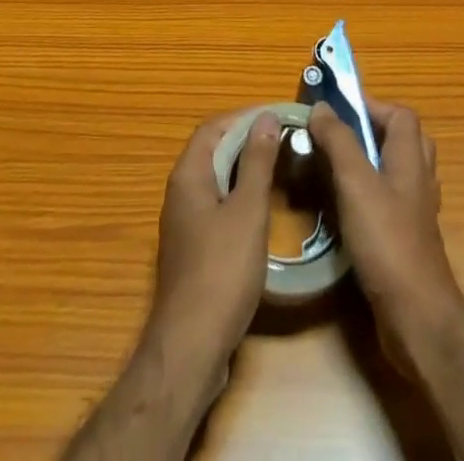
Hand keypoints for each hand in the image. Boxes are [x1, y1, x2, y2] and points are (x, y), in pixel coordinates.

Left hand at [146, 110, 283, 375]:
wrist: (191, 347)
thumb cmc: (222, 271)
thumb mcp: (247, 211)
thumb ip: (258, 162)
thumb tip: (267, 117)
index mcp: (188, 175)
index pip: (214, 127)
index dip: (244, 117)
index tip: (277, 115)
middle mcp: (180, 192)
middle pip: (213, 150)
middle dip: (246, 140)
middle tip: (283, 139)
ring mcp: (184, 222)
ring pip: (216, 179)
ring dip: (243, 168)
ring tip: (278, 167)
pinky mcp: (192, 249)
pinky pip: (216, 205)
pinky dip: (238, 196)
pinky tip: (261, 210)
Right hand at [309, 100, 463, 340]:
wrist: (417, 316)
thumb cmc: (387, 240)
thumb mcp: (355, 182)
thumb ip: (338, 141)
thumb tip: (321, 108)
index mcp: (410, 158)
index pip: (401, 114)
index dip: (372, 105)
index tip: (338, 110)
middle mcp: (418, 180)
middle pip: (404, 139)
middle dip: (373, 131)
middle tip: (340, 137)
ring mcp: (416, 213)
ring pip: (398, 172)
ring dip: (372, 163)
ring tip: (338, 168)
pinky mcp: (408, 240)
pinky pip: (392, 202)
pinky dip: (371, 196)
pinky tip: (348, 209)